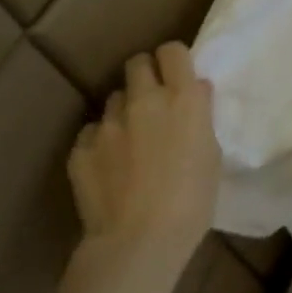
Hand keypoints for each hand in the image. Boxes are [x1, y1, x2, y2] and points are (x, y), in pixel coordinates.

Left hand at [67, 43, 219, 267]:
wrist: (139, 241)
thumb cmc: (193, 200)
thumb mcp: (211, 154)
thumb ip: (200, 116)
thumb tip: (195, 92)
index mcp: (182, 99)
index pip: (172, 51)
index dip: (174, 60)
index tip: (178, 77)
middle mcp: (144, 101)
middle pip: (137, 63)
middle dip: (146, 76)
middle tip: (154, 102)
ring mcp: (108, 124)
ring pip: (114, 98)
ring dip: (124, 111)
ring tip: (131, 139)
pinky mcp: (80, 149)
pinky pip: (91, 132)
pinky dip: (101, 142)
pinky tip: (109, 166)